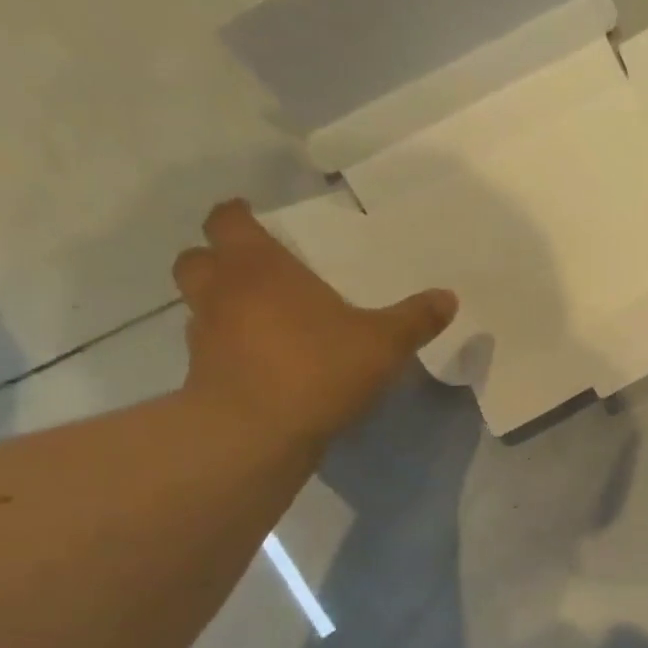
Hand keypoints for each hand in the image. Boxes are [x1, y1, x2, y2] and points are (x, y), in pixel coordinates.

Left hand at [173, 200, 456, 448]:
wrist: (257, 431)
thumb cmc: (318, 367)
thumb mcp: (384, 343)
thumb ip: (415, 319)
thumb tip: (448, 296)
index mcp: (259, 266)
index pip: (228, 220)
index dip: (239, 216)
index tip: (257, 221)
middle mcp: (221, 290)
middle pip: (198, 258)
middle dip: (219, 259)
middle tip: (255, 272)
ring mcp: (205, 334)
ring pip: (200, 305)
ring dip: (222, 305)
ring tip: (260, 320)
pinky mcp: (202, 375)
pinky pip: (213, 349)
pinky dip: (230, 349)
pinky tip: (264, 365)